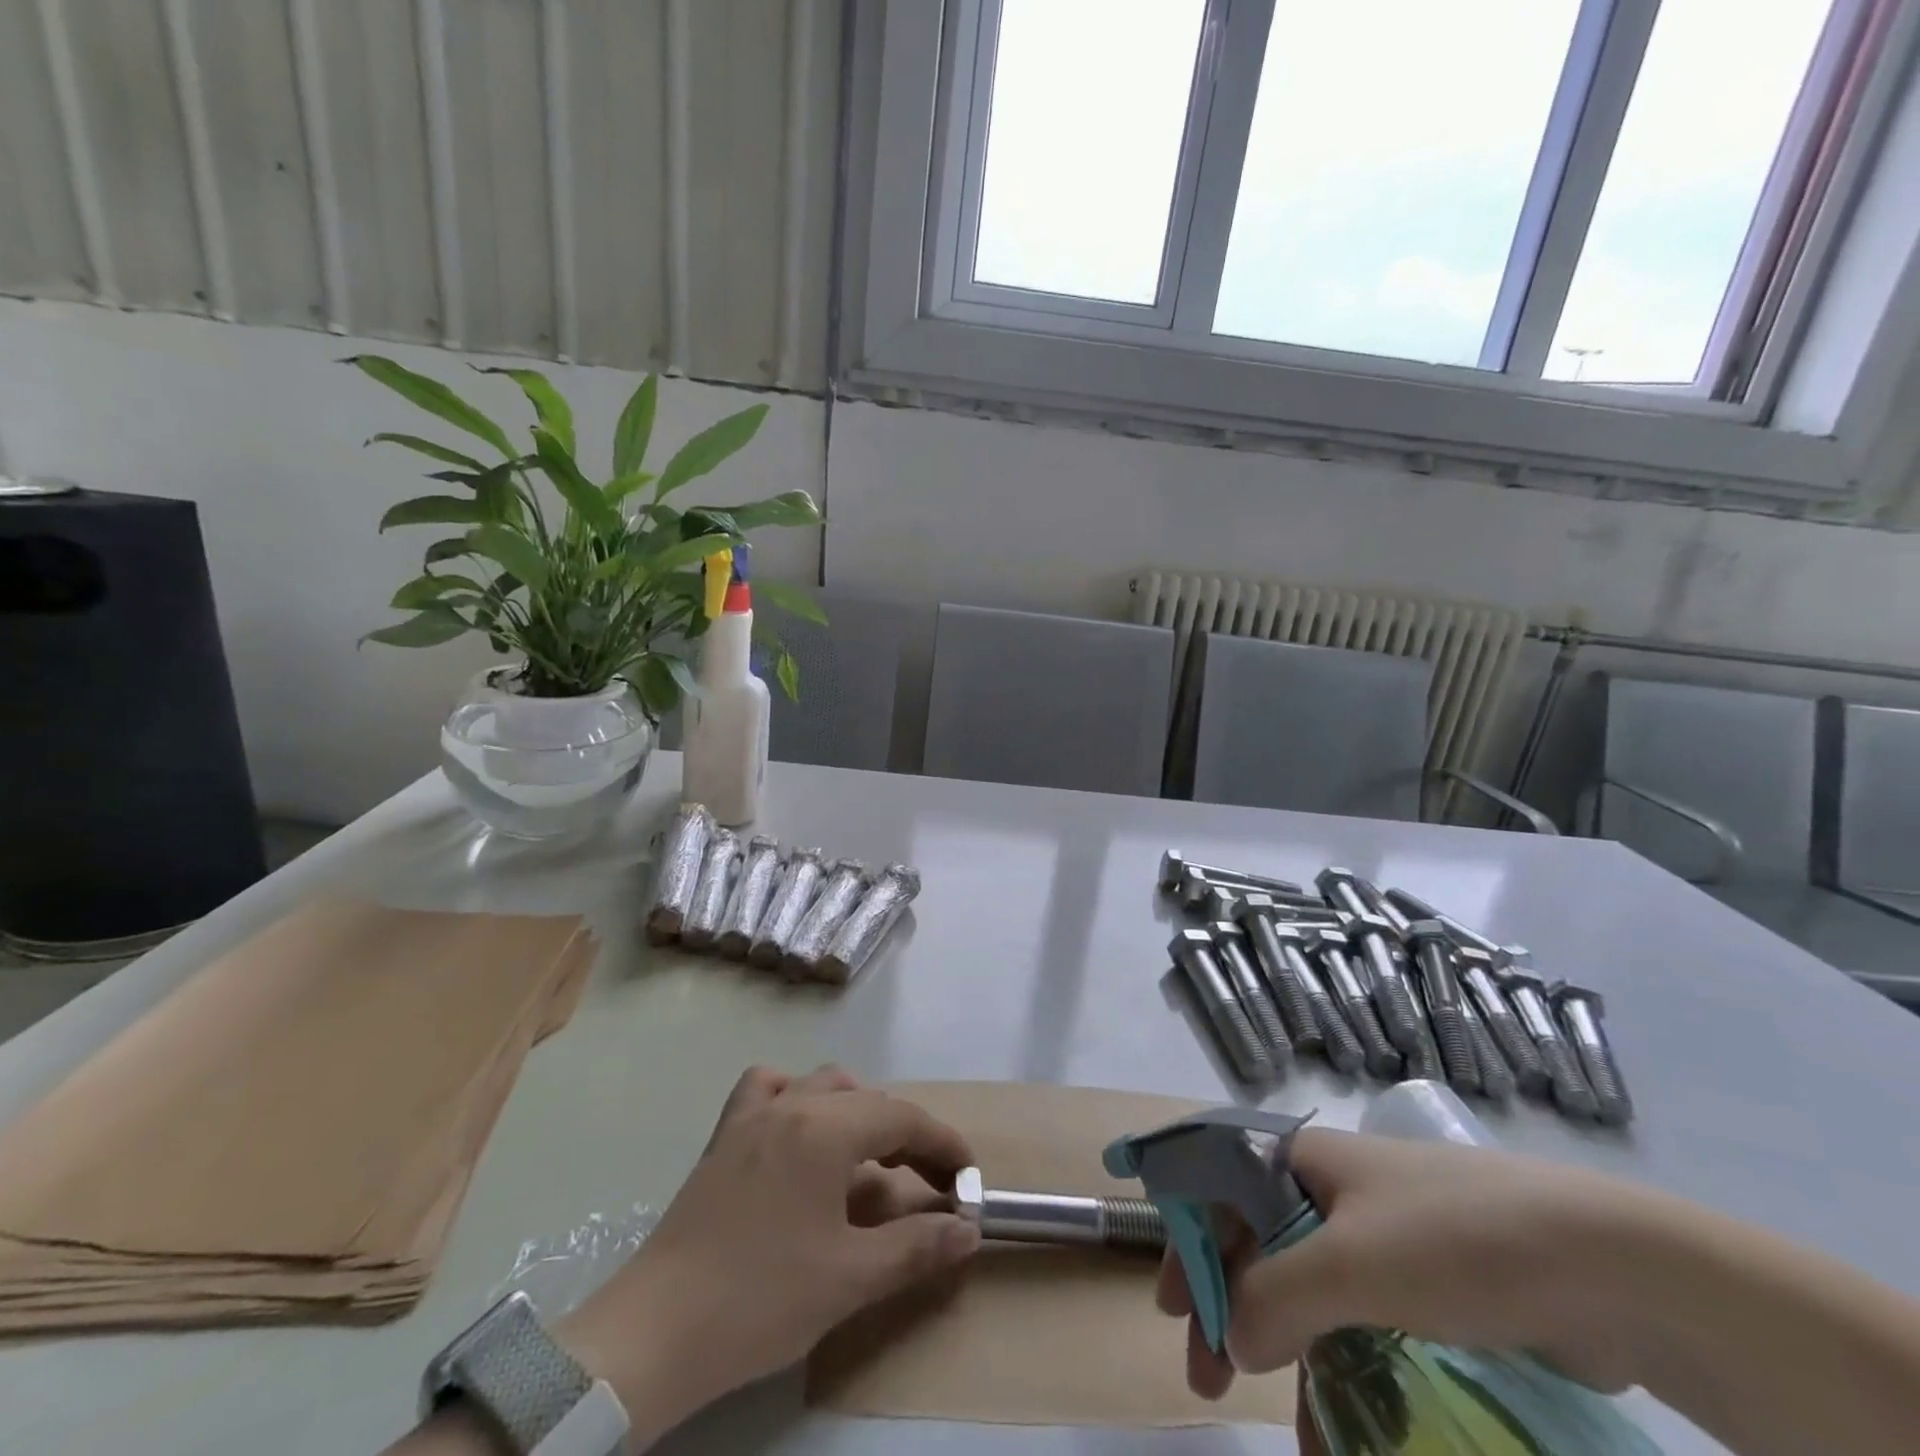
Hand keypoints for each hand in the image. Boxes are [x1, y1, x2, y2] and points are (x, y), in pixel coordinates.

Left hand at [556, 1066, 980, 1441]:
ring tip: (869, 1159)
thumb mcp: (850, 1278)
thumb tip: (967, 1230)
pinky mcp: (724, 1135)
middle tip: (927, 1182)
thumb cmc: (761, 1299)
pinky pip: (768, 1088)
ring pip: (821, 1085)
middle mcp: (793, 1102)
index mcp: (826, 1128)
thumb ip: (916, 1247)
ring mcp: (753, 1114)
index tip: (969, 1179)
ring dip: (857, 1112)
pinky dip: (795, 1096)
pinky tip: (800, 1129)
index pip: (903, 1118)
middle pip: (868, 1100)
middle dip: (906, 1135)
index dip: (943, 1145)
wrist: (655, 1331)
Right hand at [1156, 1129, 1661, 1403]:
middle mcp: (1333, 1190)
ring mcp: (1383, 1239)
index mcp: (1303, 1160)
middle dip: (1229, 1306)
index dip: (1189, 1236)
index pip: (1219, 1185)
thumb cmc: (1455, 1239)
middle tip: (1208, 1376)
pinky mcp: (1428, 1288)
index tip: (1171, 1304)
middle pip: (1257, 1241)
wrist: (1611, 1269)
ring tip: (1289, 1427)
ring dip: (1287, 1354)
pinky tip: (1345, 1432)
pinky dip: (1343, 1373)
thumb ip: (1274, 1297)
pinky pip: (1362, 1327)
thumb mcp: (1350, 1263)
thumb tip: (1227, 1336)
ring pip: (1309, 1291)